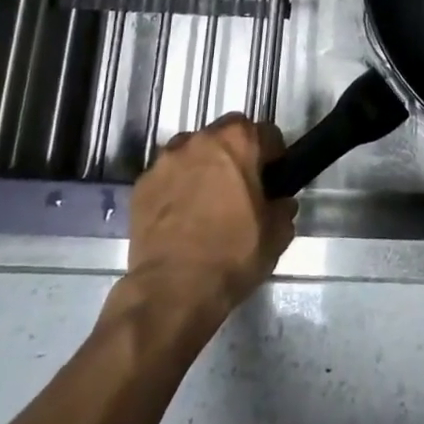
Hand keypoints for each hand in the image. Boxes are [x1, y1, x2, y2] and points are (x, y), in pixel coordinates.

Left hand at [126, 114, 295, 322]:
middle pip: (226, 134)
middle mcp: (200, 140)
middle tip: (241, 187)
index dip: (274, 156)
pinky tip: (182, 217)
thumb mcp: (277, 234)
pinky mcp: (141, 185)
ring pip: (192, 151)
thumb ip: (282, 208)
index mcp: (238, 141)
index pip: (266, 133)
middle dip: (236, 154)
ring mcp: (165, 160)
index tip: (273, 178)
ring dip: (203, 166)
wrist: (172, 291)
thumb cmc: (233, 254)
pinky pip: (167, 176)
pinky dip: (176, 187)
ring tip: (207, 201)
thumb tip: (279, 202)